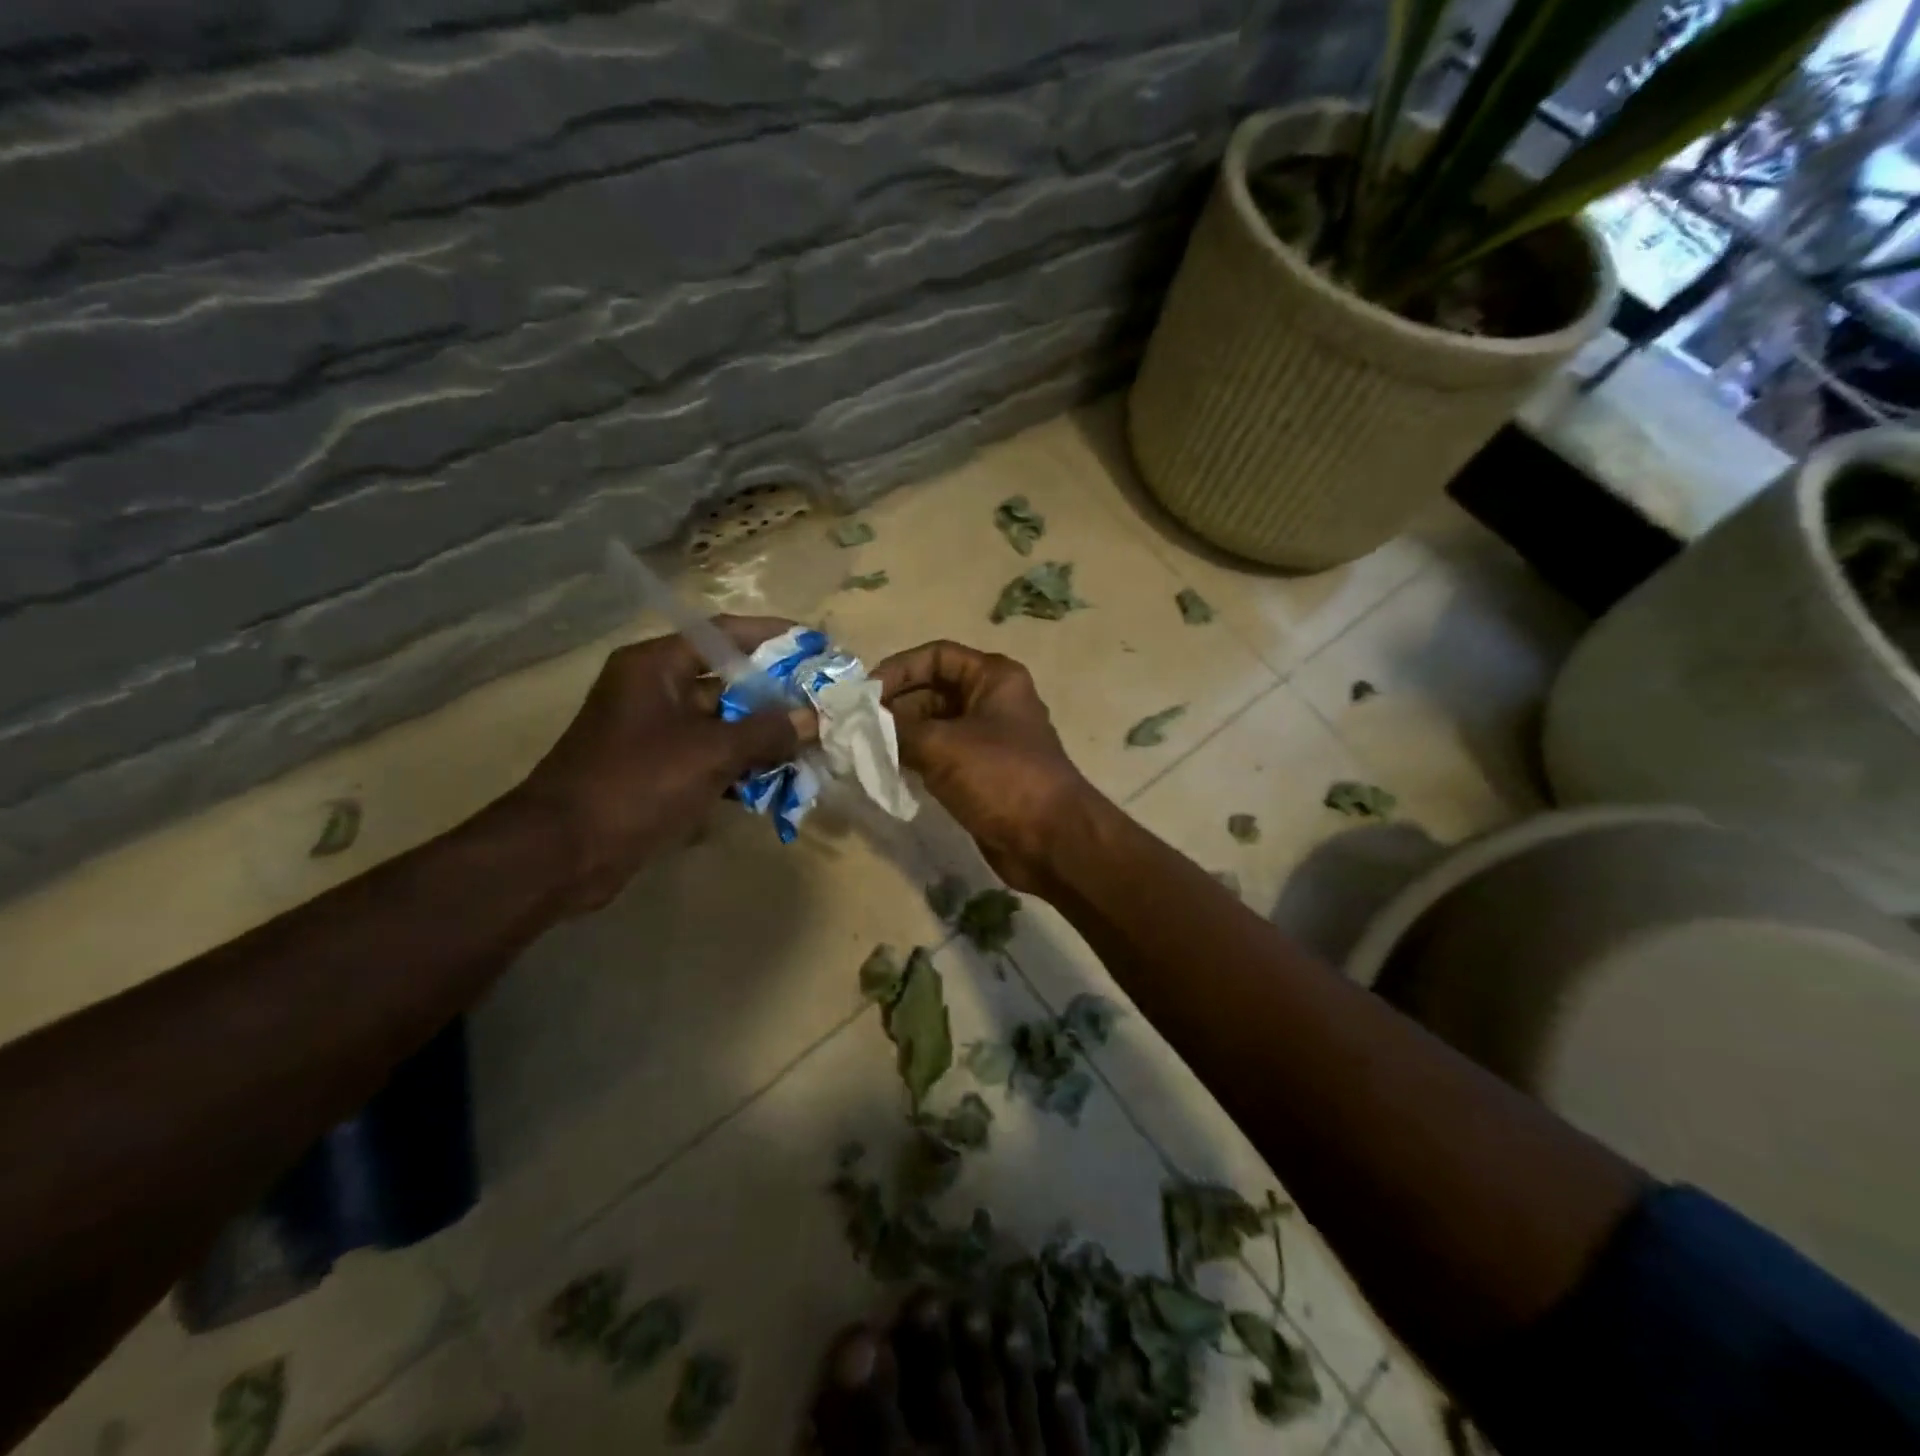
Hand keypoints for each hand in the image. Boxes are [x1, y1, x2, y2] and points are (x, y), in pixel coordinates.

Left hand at [516, 617, 802, 912]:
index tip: (817, 646)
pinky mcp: (656, 771)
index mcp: (657, 666)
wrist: (563, 853)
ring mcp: (654, 733)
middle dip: (777, 695)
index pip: (725, 634)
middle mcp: (655, 690)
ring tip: (811, 746)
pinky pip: (709, 757)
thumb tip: (812, 718)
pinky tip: (778, 783)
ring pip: (722, 723)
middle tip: (823, 704)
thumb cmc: (636, 784)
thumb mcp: (710, 752)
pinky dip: (740, 767)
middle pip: (728, 680)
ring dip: (763, 736)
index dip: (774, 637)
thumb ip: (766, 731)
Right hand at [875, 641, 1091, 890]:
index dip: (899, 669)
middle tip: (855, 727)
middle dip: (894, 705)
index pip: (937, 656)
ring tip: (863, 749)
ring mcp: (988, 739)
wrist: (1050, 840)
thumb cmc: (1001, 777)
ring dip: (900, 735)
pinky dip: (914, 759)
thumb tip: (861, 724)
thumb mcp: (942, 746)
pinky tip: (885, 771)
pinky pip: (941, 756)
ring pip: (934, 725)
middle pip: (933, 690)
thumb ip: (896, 730)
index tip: (864, 694)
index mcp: (994, 678)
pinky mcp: (982, 773)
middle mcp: (992, 701)